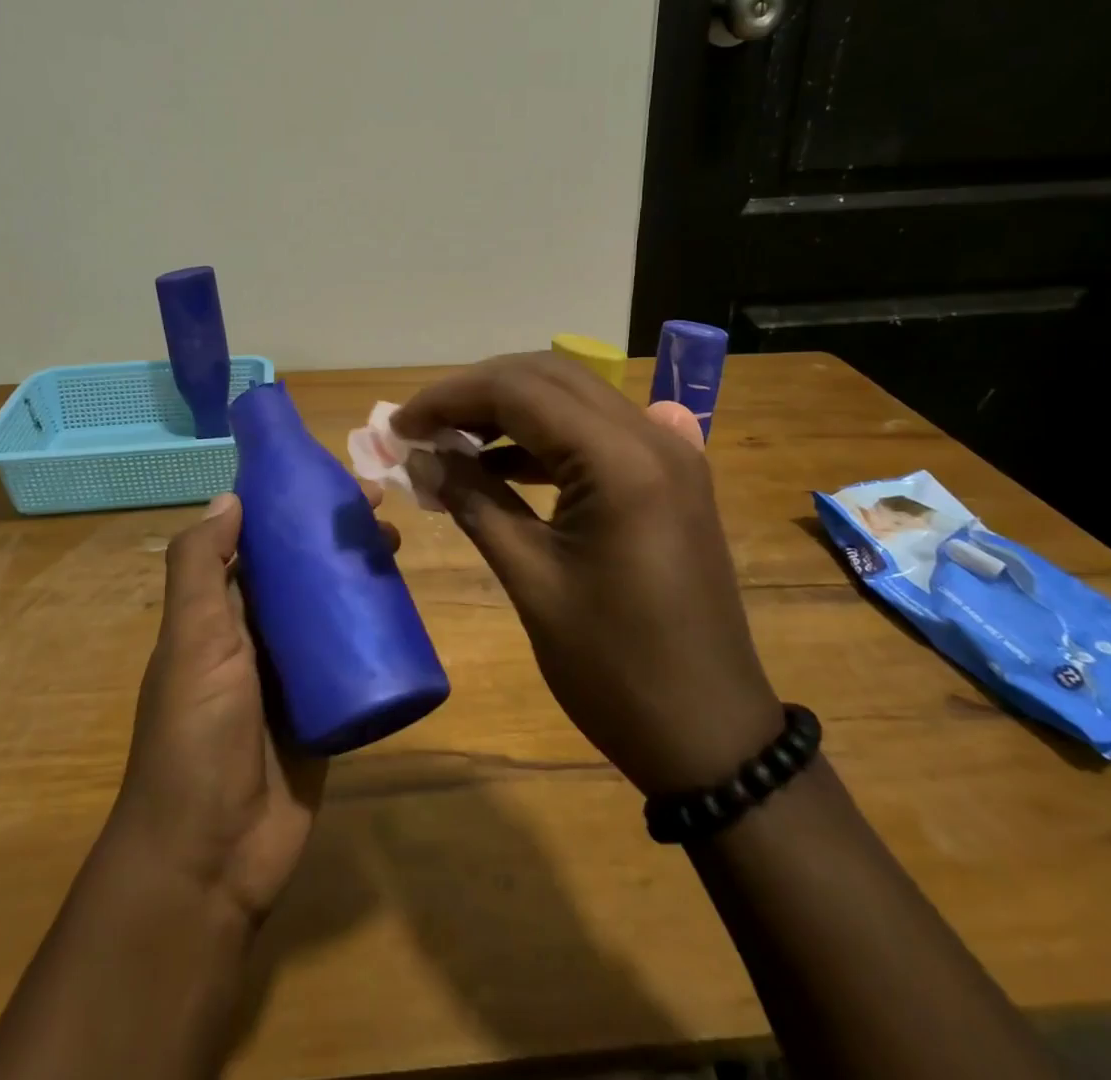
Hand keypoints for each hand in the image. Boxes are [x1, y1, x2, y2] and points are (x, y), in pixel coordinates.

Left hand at [106, 489, 394, 926]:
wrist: (211, 858)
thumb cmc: (196, 735)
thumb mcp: (191, 641)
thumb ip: (200, 569)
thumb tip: (230, 497)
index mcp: (219, 613)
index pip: (257, 541)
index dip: (291, 504)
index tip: (333, 479)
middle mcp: (256, 634)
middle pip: (302, 569)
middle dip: (335, 535)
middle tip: (382, 512)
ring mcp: (294, 673)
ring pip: (332, 607)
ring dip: (360, 573)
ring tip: (397, 548)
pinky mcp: (326, 708)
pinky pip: (354, 656)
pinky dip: (376, 628)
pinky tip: (406, 606)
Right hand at [394, 353, 781, 794]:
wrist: (710, 733)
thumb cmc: (614, 668)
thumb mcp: (531, 581)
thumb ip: (474, 503)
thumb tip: (422, 458)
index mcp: (619, 461)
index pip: (519, 391)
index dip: (449, 398)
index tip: (400, 425)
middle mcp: (651, 437)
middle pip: (549, 376)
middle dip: (478, 391)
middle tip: (424, 426)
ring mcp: (669, 453)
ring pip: (574, 397)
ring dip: (511, 409)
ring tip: (453, 442)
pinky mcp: (670, 477)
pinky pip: (598, 432)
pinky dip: (545, 437)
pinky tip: (502, 464)